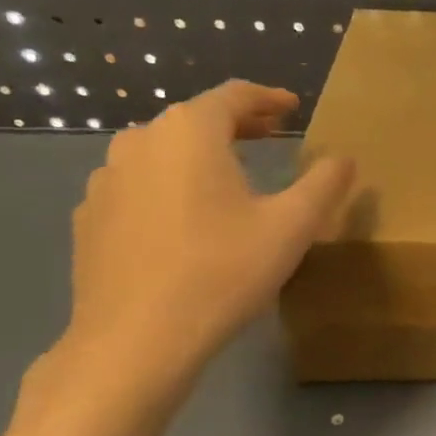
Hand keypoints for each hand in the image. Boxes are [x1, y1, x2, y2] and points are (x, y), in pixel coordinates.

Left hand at [61, 81, 354, 387]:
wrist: (136, 339)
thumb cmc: (222, 271)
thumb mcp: (292, 226)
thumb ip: (324, 184)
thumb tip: (344, 159)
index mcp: (190, 132)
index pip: (233, 96)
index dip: (268, 98)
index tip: (293, 106)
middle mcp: (141, 142)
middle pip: (194, 119)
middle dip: (236, 123)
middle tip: (270, 135)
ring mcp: (107, 180)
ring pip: (162, 151)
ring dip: (200, 153)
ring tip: (230, 173)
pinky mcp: (91, 218)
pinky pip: (138, 185)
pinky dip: (169, 185)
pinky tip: (184, 217)